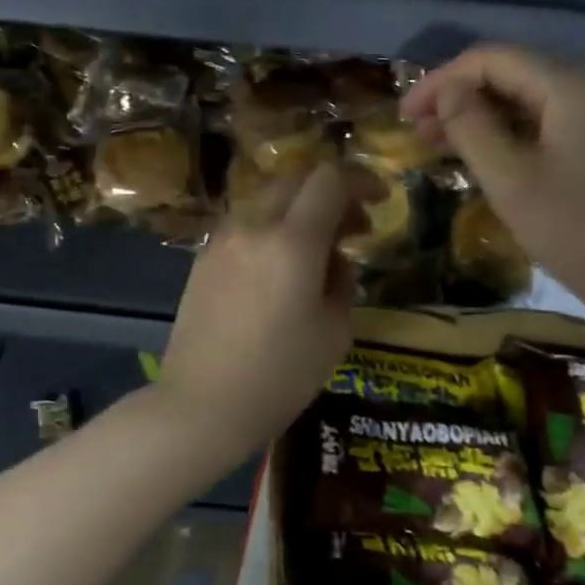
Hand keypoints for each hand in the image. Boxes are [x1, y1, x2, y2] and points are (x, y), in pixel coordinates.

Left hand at [155, 162, 357, 459]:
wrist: (202, 405)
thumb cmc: (280, 375)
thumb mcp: (334, 332)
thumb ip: (342, 282)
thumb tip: (334, 261)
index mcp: (292, 241)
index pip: (330, 180)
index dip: (362, 180)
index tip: (382, 200)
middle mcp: (253, 227)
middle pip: (296, 179)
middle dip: (332, 193)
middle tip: (354, 228)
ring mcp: (222, 240)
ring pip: (268, 200)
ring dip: (299, 211)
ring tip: (319, 251)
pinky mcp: (203, 259)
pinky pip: (246, 225)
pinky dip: (272, 229)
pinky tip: (282, 268)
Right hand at [400, 44, 584, 329]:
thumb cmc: (580, 229)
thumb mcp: (512, 179)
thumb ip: (472, 127)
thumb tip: (446, 91)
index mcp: (567, 86)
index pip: (491, 59)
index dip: (440, 81)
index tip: (403, 117)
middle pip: (508, 76)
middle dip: (456, 99)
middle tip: (415, 134)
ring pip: (523, 105)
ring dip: (477, 121)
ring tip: (436, 148)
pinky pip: (540, 130)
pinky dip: (503, 141)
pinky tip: (479, 165)